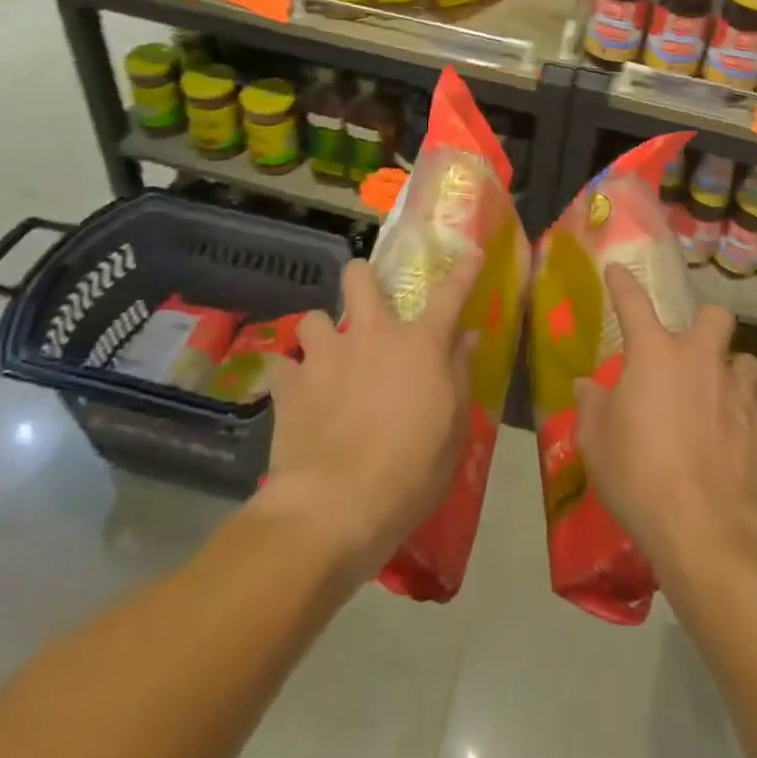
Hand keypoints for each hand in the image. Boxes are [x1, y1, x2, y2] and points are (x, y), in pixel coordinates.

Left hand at [257, 256, 478, 577]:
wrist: (334, 506)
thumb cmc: (410, 470)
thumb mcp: (453, 429)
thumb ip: (459, 374)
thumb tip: (467, 337)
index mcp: (420, 343)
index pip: (450, 294)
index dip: (464, 270)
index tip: (472, 251)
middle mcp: (372, 333)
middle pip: (360, 277)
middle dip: (362, 277)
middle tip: (366, 300)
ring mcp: (326, 355)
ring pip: (314, 318)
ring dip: (321, 334)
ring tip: (324, 357)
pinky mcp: (290, 385)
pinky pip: (284, 367)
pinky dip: (291, 378)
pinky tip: (295, 397)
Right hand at [574, 264, 756, 571]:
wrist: (711, 533)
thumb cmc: (641, 479)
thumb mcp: (596, 446)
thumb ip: (591, 408)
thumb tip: (585, 386)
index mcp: (655, 355)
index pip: (634, 302)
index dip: (623, 284)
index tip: (617, 270)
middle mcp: (702, 361)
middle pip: (715, 316)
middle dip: (706, 324)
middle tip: (692, 352)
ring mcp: (741, 393)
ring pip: (746, 363)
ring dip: (732, 376)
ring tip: (719, 403)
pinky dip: (748, 423)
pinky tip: (737, 448)